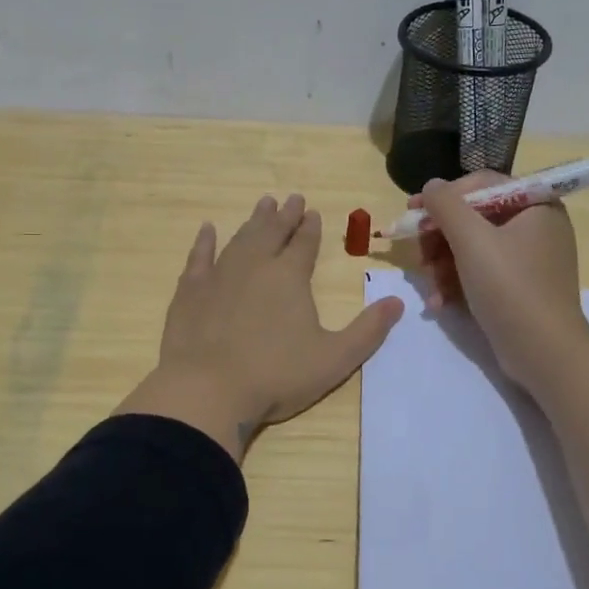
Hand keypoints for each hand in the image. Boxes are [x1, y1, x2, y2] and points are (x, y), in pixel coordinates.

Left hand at [117, 194, 404, 459]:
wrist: (208, 389)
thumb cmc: (276, 376)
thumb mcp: (335, 359)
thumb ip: (368, 331)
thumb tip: (397, 302)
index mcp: (290, 277)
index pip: (304, 244)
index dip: (310, 228)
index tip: (312, 212)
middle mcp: (255, 266)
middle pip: (272, 232)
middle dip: (284, 215)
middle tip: (292, 198)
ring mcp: (219, 275)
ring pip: (240, 239)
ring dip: (253, 221)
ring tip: (263, 205)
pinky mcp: (190, 291)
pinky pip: (199, 257)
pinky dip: (204, 242)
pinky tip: (207, 230)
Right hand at [417, 172, 588, 391]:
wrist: (544, 353)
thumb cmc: (510, 287)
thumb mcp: (471, 240)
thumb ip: (445, 205)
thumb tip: (431, 186)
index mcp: (535, 204)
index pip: (481, 185)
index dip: (443, 196)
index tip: (412, 211)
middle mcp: (536, 225)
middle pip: (473, 218)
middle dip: (440, 239)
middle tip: (420, 258)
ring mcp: (529, 258)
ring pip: (472, 247)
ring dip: (443, 266)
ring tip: (431, 289)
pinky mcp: (519, 286)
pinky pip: (481, 271)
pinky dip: (458, 283)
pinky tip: (441, 302)